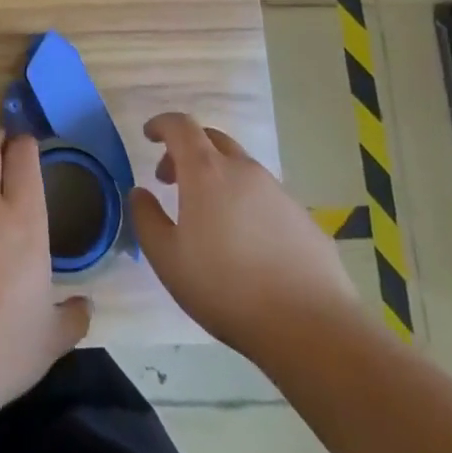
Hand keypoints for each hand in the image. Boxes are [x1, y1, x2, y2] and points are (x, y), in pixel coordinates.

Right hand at [130, 112, 358, 357]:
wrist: (311, 328)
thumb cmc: (226, 288)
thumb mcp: (167, 259)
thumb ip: (146, 218)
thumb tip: (140, 193)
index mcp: (207, 172)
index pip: (181, 126)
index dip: (161, 124)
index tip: (149, 136)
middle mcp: (244, 171)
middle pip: (212, 139)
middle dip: (187, 150)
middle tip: (171, 180)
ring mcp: (279, 192)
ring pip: (240, 168)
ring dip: (217, 177)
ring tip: (208, 217)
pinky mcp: (303, 218)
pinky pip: (265, 196)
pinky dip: (245, 202)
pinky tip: (246, 243)